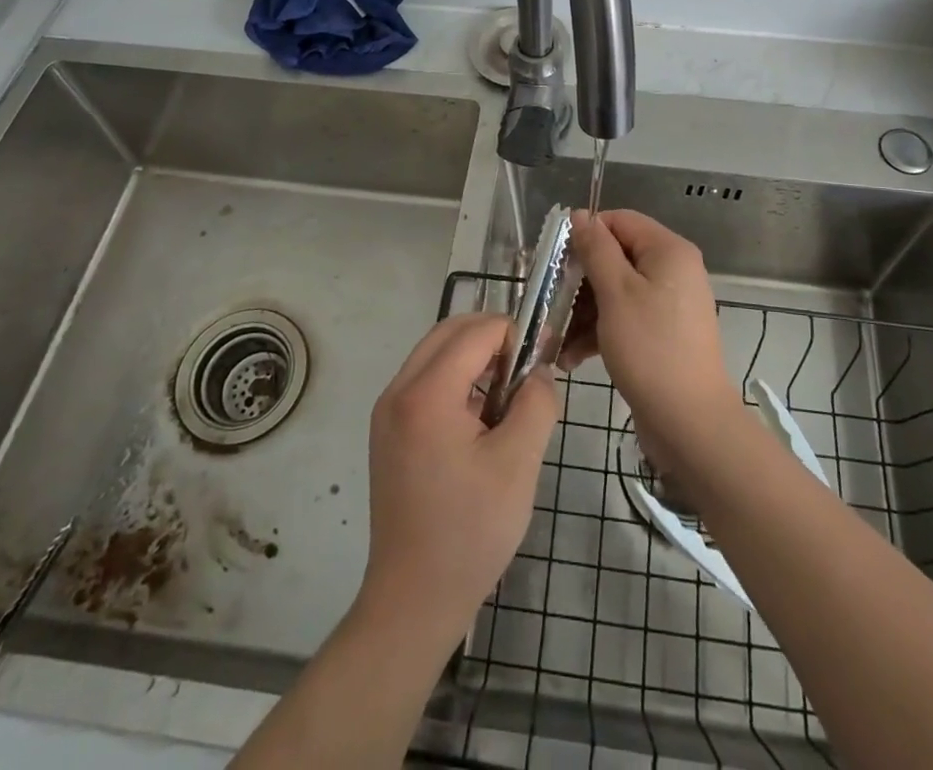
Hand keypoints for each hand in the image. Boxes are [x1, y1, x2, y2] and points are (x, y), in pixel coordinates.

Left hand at [357, 313, 560, 645]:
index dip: (515, 333)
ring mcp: (387, 411)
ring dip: (474, 356)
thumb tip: (538, 371)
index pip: (476, 331)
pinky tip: (481, 416)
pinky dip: (456, 378)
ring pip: (435, 353)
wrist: (413, 600)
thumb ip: (536, 403)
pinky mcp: (388, 430)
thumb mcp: (518, 464)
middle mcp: (398, 391)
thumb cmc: (470, 532)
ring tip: (509, 392)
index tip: (545, 355)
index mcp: (426, 394)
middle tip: (528, 366)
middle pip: (449, 331)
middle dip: (493, 336)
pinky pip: (425, 380)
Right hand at [569, 210, 742, 466]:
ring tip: (556, 340)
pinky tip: (572, 357)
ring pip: (616, 291)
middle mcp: (673, 270)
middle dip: (581, 281)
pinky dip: (600, 332)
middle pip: (616, 257)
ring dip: (584, 312)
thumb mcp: (616, 293)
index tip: (556, 261)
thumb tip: (580, 214)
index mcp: (668, 250)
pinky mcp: (662, 334)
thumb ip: (596, 249)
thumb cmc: (650, 348)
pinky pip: (626, 318)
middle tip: (552, 303)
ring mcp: (669, 304)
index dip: (586, 235)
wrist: (690, 422)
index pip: (620, 221)